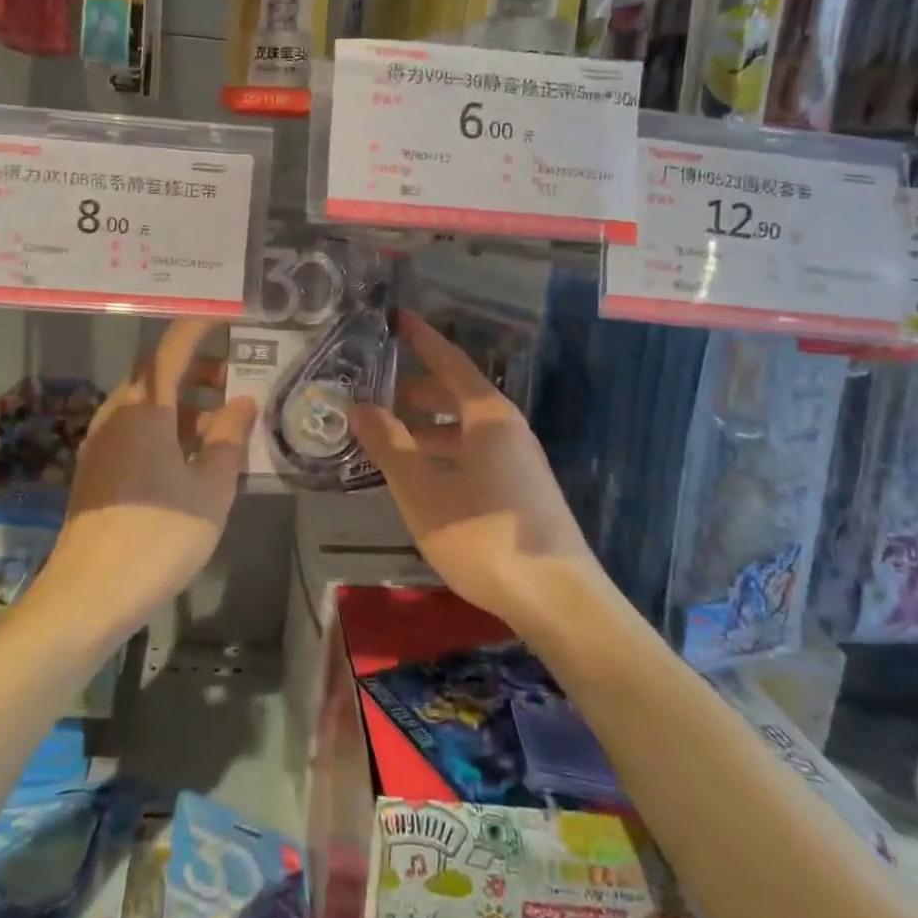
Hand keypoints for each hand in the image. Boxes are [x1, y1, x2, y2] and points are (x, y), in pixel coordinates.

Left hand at [36, 319, 256, 642]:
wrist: (87, 597)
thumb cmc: (158, 536)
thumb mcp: (210, 489)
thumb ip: (228, 439)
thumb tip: (242, 402)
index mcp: (144, 410)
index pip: (172, 350)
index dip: (199, 328)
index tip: (226, 316)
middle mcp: (117, 416)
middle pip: (157, 375)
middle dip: (196, 369)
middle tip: (235, 377)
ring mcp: (101, 444)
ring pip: (147, 405)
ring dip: (184, 404)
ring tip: (222, 425)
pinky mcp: (97, 472)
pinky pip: (136, 430)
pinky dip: (166, 428)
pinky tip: (192, 458)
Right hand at [350, 311, 606, 638]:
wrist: (558, 599)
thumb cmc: (483, 536)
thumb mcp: (423, 491)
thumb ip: (390, 446)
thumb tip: (359, 406)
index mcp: (487, 416)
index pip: (451, 362)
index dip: (423, 339)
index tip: (398, 318)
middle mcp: (508, 428)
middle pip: (458, 394)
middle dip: (418, 389)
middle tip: (378, 390)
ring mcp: (519, 460)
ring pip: (466, 427)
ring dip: (429, 425)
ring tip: (391, 435)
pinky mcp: (521, 489)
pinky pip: (475, 451)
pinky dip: (445, 450)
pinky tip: (424, 474)